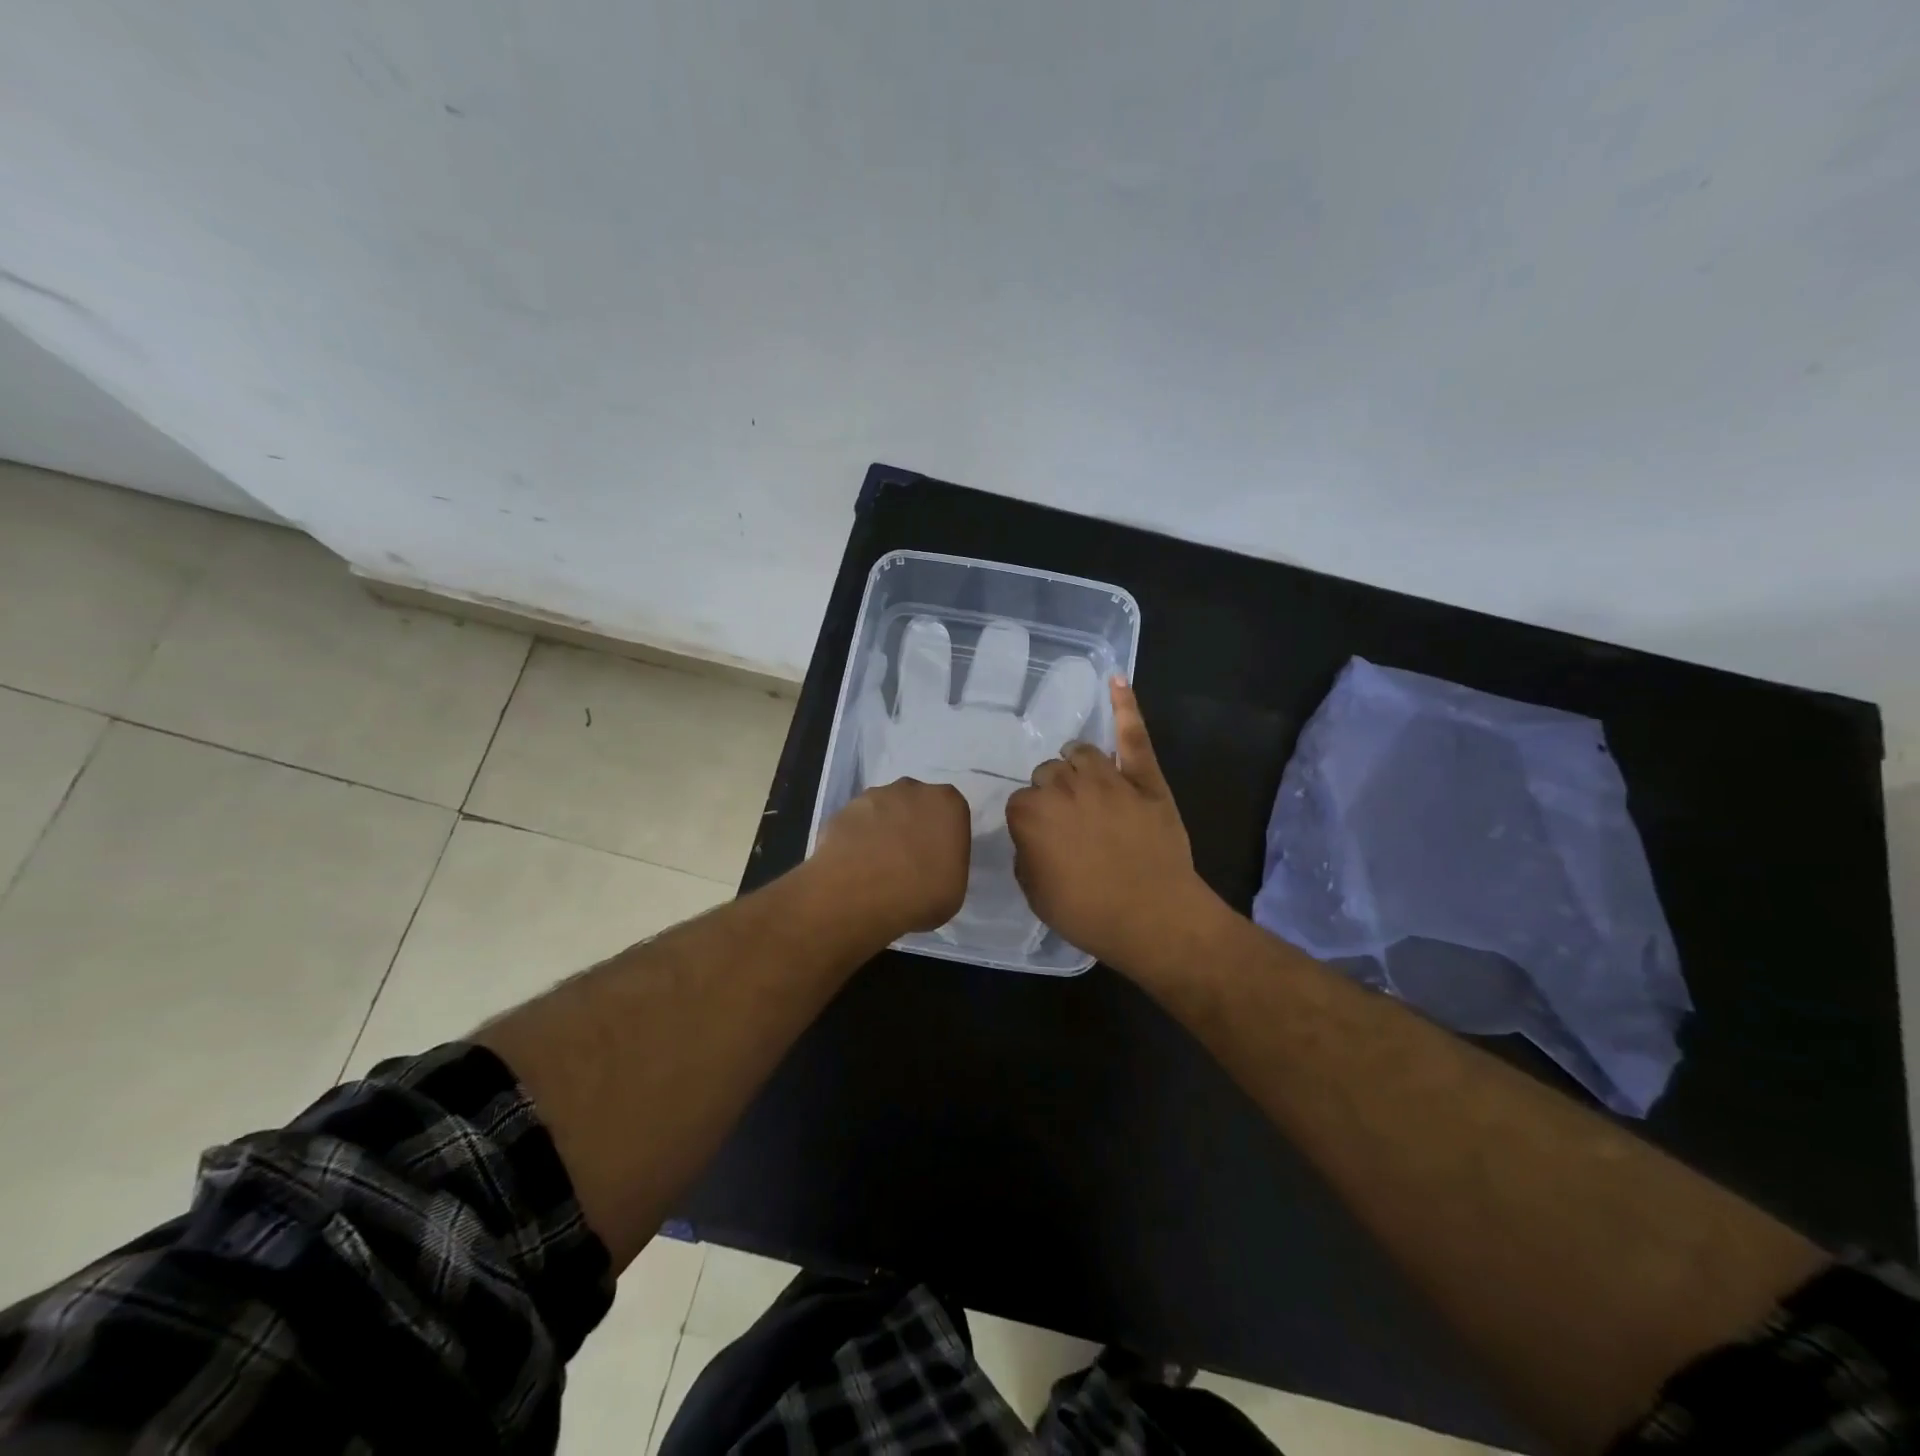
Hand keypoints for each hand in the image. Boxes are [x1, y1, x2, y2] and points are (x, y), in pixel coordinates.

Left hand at [810, 778, 970, 939]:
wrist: (856, 898)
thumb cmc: (919, 895)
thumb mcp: (954, 888)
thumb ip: (948, 863)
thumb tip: (932, 863)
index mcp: (947, 803)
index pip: (951, 814)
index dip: (943, 837)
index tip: (936, 860)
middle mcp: (911, 789)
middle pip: (916, 805)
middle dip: (912, 826)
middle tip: (907, 861)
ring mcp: (872, 797)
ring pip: (883, 811)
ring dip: (882, 831)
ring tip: (876, 867)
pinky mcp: (841, 810)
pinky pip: (856, 824)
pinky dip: (856, 840)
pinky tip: (853, 866)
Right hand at [1006, 679, 1217, 970]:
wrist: (1154, 917)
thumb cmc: (1088, 912)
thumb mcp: (1035, 893)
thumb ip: (1027, 854)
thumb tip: (1034, 836)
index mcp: (1032, 813)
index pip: (1020, 802)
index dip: (1032, 821)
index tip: (1043, 839)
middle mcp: (1064, 786)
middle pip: (1049, 772)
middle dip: (1053, 793)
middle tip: (1068, 822)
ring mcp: (1107, 777)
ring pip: (1081, 752)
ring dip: (1077, 764)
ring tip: (1084, 781)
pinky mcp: (1144, 778)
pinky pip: (1132, 735)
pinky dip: (1125, 706)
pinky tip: (1116, 680)